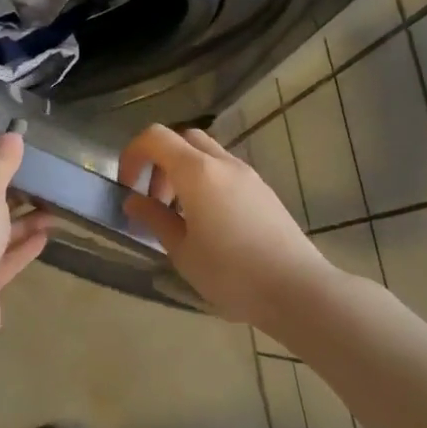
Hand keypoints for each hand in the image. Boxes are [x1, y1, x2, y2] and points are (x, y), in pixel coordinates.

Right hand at [118, 125, 334, 326]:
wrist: (298, 290)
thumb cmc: (231, 273)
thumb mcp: (182, 251)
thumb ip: (154, 219)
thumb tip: (134, 201)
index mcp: (197, 172)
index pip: (155, 137)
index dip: (133, 155)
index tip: (128, 187)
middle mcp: (223, 163)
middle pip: (182, 139)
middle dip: (160, 161)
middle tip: (155, 200)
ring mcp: (247, 175)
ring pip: (206, 153)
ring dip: (184, 172)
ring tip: (180, 215)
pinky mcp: (264, 190)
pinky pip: (225, 171)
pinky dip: (206, 182)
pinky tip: (209, 222)